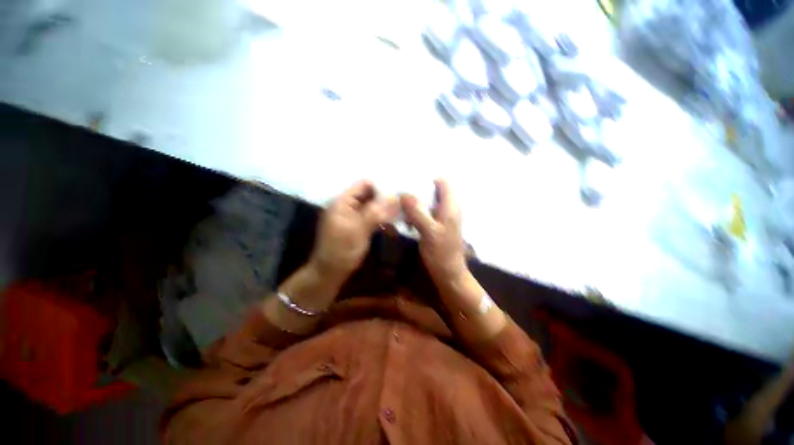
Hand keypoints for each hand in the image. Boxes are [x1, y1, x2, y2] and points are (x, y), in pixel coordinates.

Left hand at [310, 180, 398, 284]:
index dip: (381, 186)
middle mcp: (348, 205)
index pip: (364, 184)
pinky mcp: (357, 226)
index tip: (399, 193)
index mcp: (343, 202)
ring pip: (373, 207)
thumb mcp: (358, 230)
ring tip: (403, 215)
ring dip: (386, 211)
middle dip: (386, 199)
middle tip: (405, 204)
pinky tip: (394, 226)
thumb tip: (394, 197)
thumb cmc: (341, 251)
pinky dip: (382, 220)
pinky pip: (372, 218)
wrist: (328, 273)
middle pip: (370, 195)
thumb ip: (375, 212)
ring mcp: (353, 216)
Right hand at [400, 179, 466, 283]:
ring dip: (414, 202)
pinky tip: (405, 219)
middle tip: (400, 192)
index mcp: (450, 206)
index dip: (428, 179)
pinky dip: (415, 213)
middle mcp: (447, 208)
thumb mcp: (429, 232)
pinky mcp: (435, 225)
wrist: (448, 273)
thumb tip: (404, 193)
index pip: (443, 182)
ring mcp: (441, 217)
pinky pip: (424, 213)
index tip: (409, 181)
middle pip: (433, 190)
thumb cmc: (441, 253)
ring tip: (399, 204)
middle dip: (417, 190)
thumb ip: (418, 212)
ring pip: (427, 201)